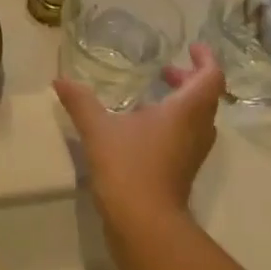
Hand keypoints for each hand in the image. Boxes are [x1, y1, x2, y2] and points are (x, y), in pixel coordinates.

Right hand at [55, 42, 224, 229]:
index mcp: (185, 111)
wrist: (143, 223)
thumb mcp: (98, 129)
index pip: (211, 77)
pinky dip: (175, 122)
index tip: (192, 47)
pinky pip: (188, 136)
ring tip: (156, 95)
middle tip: (166, 70)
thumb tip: (59, 80)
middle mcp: (197, 129)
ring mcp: (193, 153)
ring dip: (184, 102)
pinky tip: (145, 127)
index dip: (206, 59)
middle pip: (206, 97)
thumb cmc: (128, 167)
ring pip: (199, 118)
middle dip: (190, 79)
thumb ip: (80, 101)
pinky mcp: (183, 170)